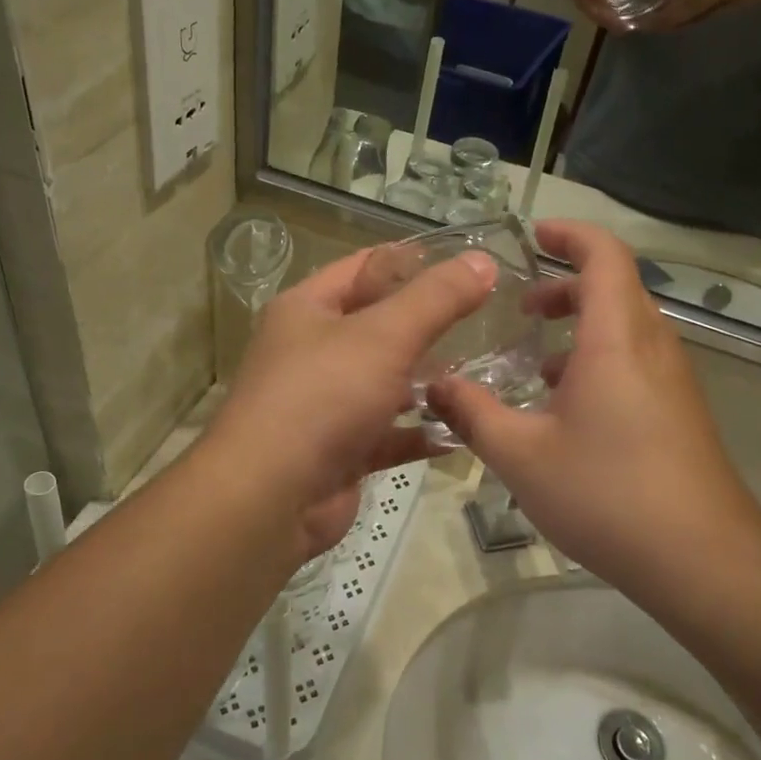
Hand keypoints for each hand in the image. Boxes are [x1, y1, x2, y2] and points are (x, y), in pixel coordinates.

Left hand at [207, 245, 495, 561]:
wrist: (271, 498)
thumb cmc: (322, 397)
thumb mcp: (384, 335)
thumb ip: (436, 298)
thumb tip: (482, 260)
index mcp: (308, 309)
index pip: (364, 267)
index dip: (412, 261)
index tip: (467, 263)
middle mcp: (313, 352)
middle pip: (379, 326)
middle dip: (430, 324)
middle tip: (490, 318)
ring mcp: (326, 405)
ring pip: (387, 382)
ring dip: (429, 380)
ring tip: (487, 370)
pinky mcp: (342, 451)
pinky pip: (390, 434)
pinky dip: (421, 431)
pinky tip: (463, 429)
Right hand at [427, 221, 760, 590]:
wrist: (700, 559)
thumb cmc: (606, 493)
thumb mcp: (521, 454)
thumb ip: (471, 413)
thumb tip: (432, 386)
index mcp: (616, 338)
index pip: (604, 255)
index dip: (570, 234)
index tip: (532, 236)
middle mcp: (651, 345)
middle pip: (614, 287)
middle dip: (565, 286)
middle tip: (521, 309)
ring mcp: (672, 379)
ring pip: (625, 327)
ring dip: (581, 326)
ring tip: (534, 361)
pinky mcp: (679, 410)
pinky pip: (636, 360)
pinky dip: (598, 359)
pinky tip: (566, 408)